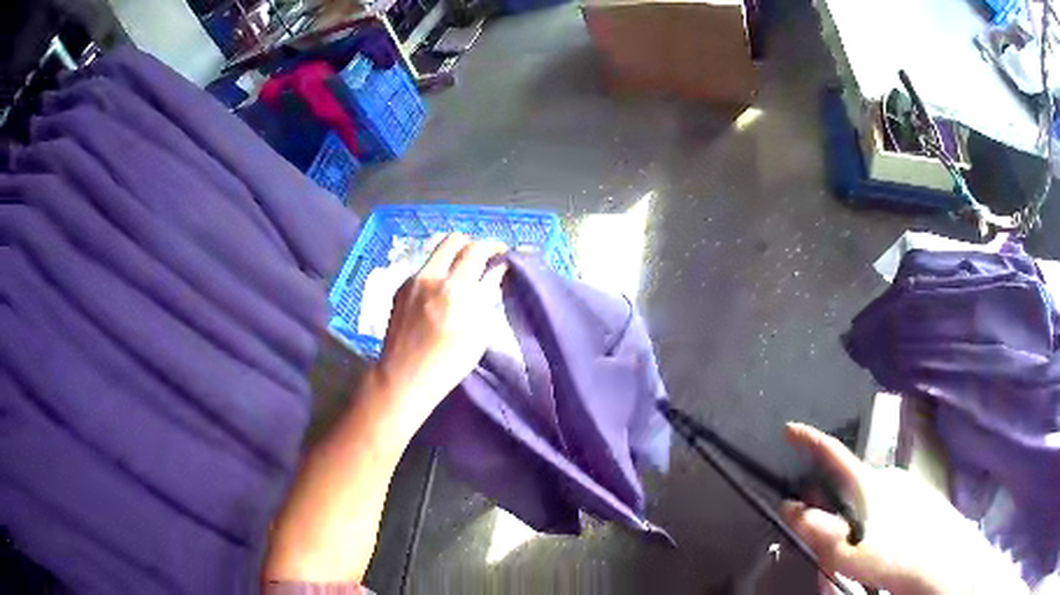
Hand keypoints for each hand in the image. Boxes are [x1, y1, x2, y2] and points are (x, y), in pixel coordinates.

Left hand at [370, 234, 507, 429]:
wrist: (404, 376)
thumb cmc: (448, 362)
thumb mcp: (478, 331)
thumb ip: (487, 294)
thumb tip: (497, 270)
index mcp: (454, 289)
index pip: (477, 250)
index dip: (493, 246)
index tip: (502, 252)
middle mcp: (431, 277)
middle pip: (454, 239)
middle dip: (472, 244)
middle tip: (482, 258)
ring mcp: (412, 280)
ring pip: (437, 252)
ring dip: (454, 256)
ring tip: (463, 275)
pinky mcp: (401, 288)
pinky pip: (425, 268)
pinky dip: (439, 271)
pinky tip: (442, 292)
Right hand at [781, 423, 1028, 594]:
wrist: (942, 560)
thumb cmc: (894, 555)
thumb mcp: (848, 551)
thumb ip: (817, 529)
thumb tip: (790, 507)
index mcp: (867, 484)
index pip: (833, 454)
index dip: (810, 440)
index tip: (789, 428)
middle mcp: (885, 477)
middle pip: (846, 487)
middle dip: (828, 510)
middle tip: (822, 542)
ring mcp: (902, 486)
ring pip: (864, 501)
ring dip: (848, 524)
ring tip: (848, 558)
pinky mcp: (914, 498)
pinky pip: (882, 506)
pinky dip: (869, 524)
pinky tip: (874, 549)